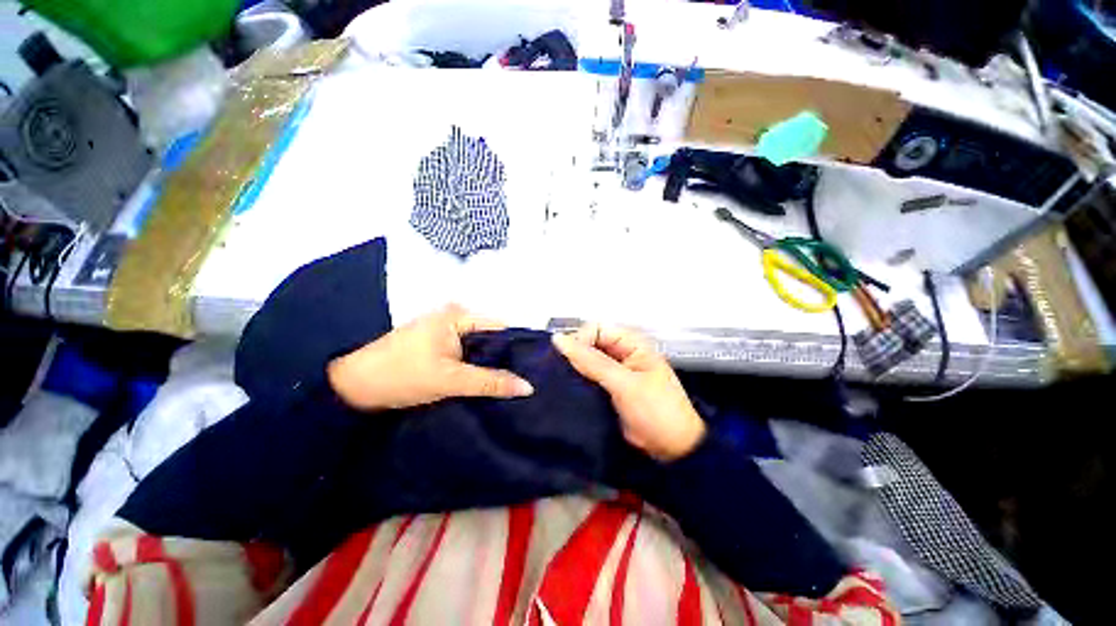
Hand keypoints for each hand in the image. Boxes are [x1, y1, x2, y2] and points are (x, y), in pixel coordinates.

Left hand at [327, 304, 533, 410]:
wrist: (352, 387)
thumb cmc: (401, 375)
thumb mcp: (451, 379)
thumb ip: (491, 382)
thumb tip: (528, 387)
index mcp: (458, 315)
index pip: (500, 327)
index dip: (518, 346)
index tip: (536, 366)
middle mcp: (454, 317)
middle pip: (490, 337)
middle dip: (506, 358)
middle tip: (528, 378)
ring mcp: (445, 331)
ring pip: (479, 348)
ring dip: (491, 364)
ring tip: (514, 382)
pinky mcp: (438, 346)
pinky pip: (466, 354)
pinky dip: (476, 367)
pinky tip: (490, 381)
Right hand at [552, 324, 705, 460]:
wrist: (672, 449)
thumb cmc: (656, 411)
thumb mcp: (624, 383)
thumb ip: (592, 361)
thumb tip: (559, 339)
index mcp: (631, 342)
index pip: (596, 329)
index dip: (580, 340)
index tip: (567, 360)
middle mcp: (621, 352)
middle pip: (589, 343)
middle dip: (574, 354)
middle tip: (559, 372)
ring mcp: (614, 371)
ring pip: (586, 361)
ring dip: (573, 368)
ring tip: (560, 381)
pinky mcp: (607, 388)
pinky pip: (587, 377)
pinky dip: (576, 381)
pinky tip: (566, 388)